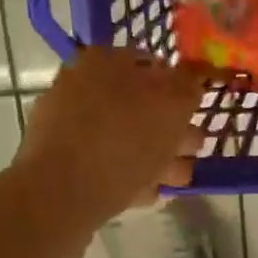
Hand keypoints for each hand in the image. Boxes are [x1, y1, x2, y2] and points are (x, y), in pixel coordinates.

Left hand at [16, 45, 208, 230]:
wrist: (59, 196)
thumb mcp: (171, 104)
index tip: (198, 115)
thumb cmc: (122, 142)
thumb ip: (189, 85)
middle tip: (191, 152)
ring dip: (157, 157)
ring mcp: (69, 125)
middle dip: (172, 130)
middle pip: (141, 105)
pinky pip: (107, 165)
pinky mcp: (62, 162)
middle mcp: (82, 85)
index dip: (182, 89)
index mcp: (104, 61)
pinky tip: (146, 194)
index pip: (153, 64)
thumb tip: (194, 77)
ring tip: (175, 180)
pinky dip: (129, 176)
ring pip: (126, 138)